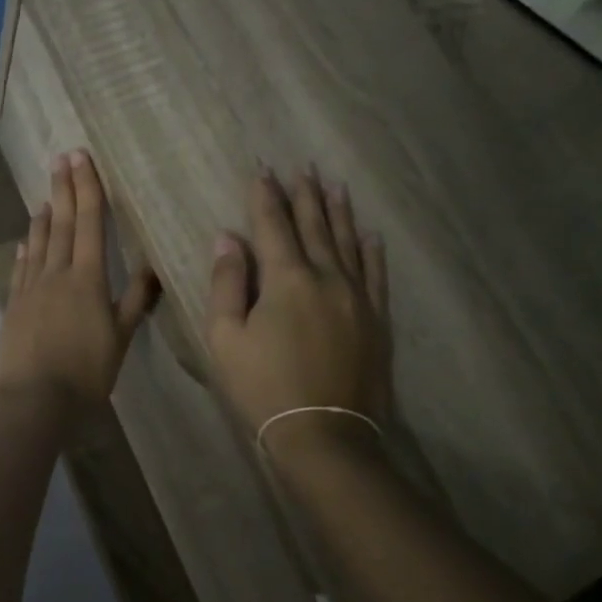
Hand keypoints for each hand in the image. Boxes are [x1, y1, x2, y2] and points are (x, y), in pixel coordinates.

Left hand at [0, 149, 157, 410]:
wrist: (34, 400)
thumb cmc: (86, 372)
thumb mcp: (121, 338)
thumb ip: (136, 301)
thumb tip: (153, 268)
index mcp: (87, 278)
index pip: (90, 223)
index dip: (87, 188)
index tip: (82, 158)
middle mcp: (57, 274)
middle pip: (63, 224)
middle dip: (64, 189)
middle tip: (61, 158)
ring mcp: (31, 289)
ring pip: (39, 243)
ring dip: (44, 217)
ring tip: (46, 196)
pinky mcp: (14, 306)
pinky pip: (22, 270)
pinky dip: (25, 252)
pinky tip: (25, 243)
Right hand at [206, 167, 389, 459]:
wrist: (324, 435)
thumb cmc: (263, 387)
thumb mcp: (225, 338)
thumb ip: (226, 283)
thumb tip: (227, 238)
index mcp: (286, 279)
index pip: (272, 226)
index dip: (265, 196)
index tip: (262, 170)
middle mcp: (326, 277)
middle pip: (314, 226)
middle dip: (305, 195)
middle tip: (303, 166)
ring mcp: (357, 297)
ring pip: (347, 243)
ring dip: (338, 212)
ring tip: (335, 185)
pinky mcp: (376, 320)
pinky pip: (376, 274)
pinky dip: (371, 251)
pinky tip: (370, 234)